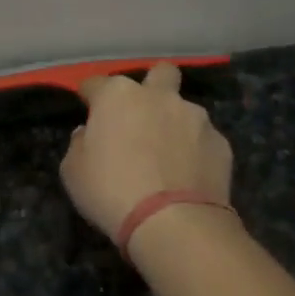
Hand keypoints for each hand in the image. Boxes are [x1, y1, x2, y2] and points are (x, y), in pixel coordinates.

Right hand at [60, 62, 233, 241]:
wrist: (173, 222)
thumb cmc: (111, 191)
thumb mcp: (73, 171)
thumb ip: (80, 143)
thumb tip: (89, 133)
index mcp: (118, 96)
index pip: (96, 83)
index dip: (90, 96)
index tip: (88, 109)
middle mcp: (159, 96)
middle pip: (159, 73)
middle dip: (151, 86)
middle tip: (141, 115)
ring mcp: (195, 117)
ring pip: (184, 108)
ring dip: (174, 123)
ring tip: (168, 155)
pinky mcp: (221, 142)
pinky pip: (203, 139)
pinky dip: (195, 150)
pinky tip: (188, 174)